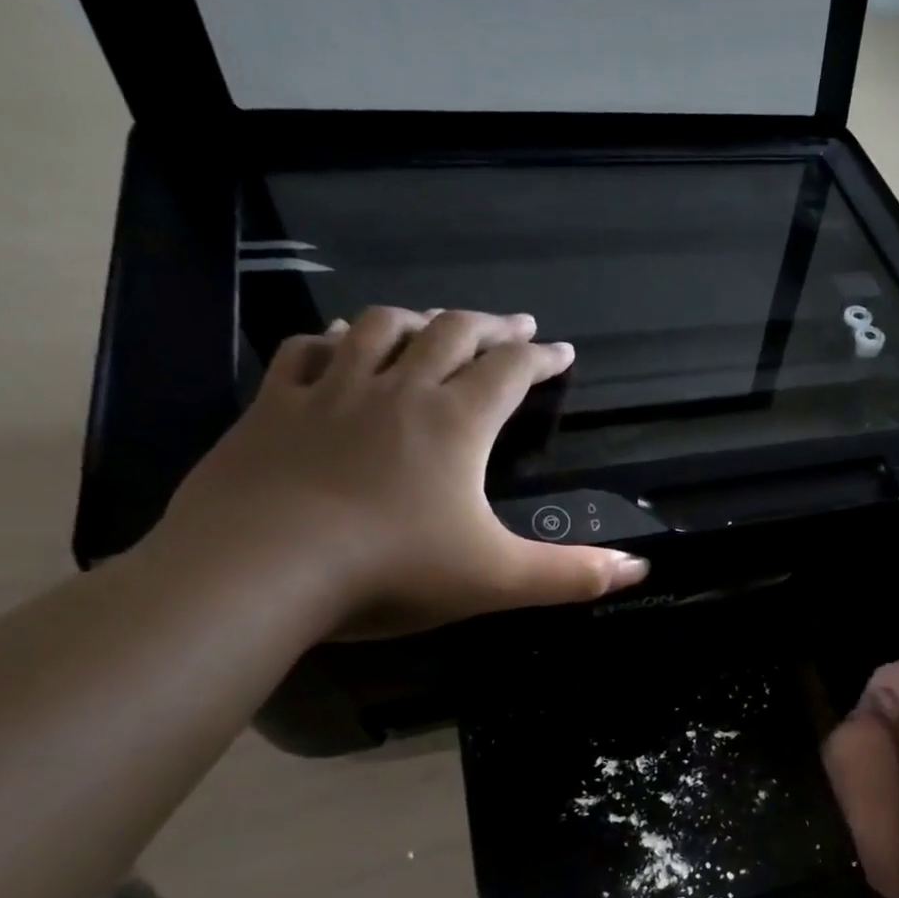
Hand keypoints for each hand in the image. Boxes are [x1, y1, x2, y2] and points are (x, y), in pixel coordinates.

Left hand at [152, 307, 648, 635]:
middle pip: (451, 333)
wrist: (259, 569)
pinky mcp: (275, 407)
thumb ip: (572, 574)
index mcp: (457, 422)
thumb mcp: (498, 579)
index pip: (510, 370)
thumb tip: (639, 569)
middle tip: (514, 324)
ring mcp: (331, 392)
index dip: (542, 356)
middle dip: (490, 325)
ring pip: (380, 328)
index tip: (562, 350)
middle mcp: (399, 390)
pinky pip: (307, 352)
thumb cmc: (392, 569)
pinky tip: (340, 344)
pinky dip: (334, 340)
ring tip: (436, 322)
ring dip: (417, 319)